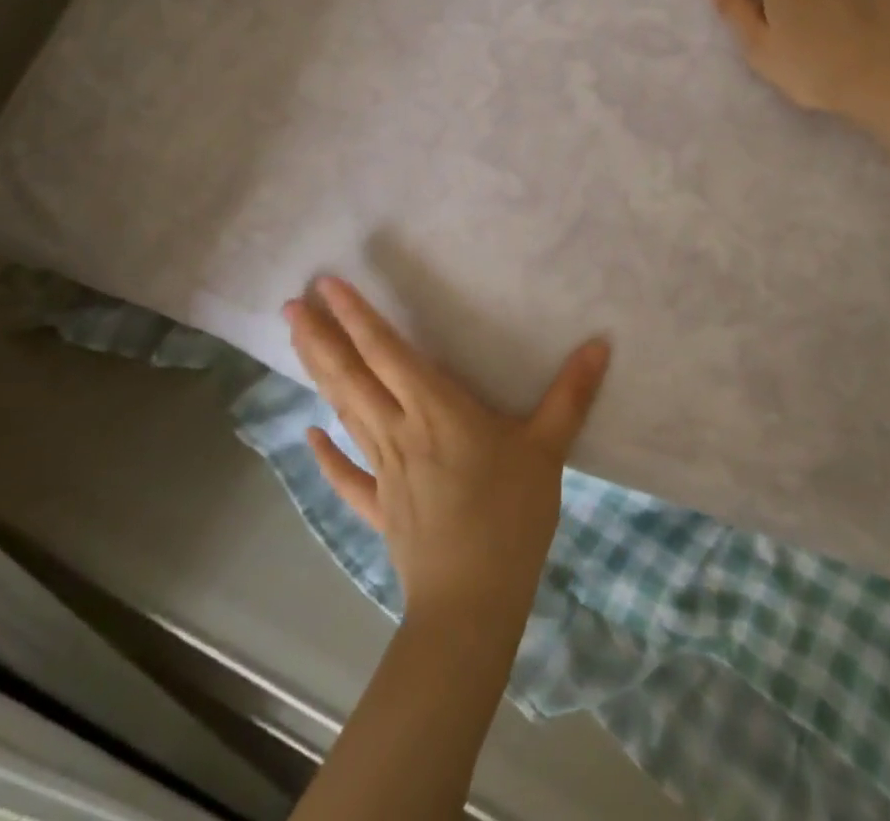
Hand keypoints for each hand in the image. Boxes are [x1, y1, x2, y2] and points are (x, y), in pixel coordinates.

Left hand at [286, 278, 609, 625]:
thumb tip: (600, 342)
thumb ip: (570, 394)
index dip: (357, 316)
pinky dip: (326, 455)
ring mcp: (384, 470)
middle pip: (350, 376)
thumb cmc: (510, 516)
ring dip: (317, 374)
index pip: (387, 351)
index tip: (327, 284)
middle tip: (289, 303)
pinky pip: (347, 476)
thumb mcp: (548, 449)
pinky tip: (309, 436)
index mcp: (436, 409)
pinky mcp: (380, 508)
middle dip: (319, 337)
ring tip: (294, 341)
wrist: (472, 603)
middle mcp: (399, 430)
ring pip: (343, 412)